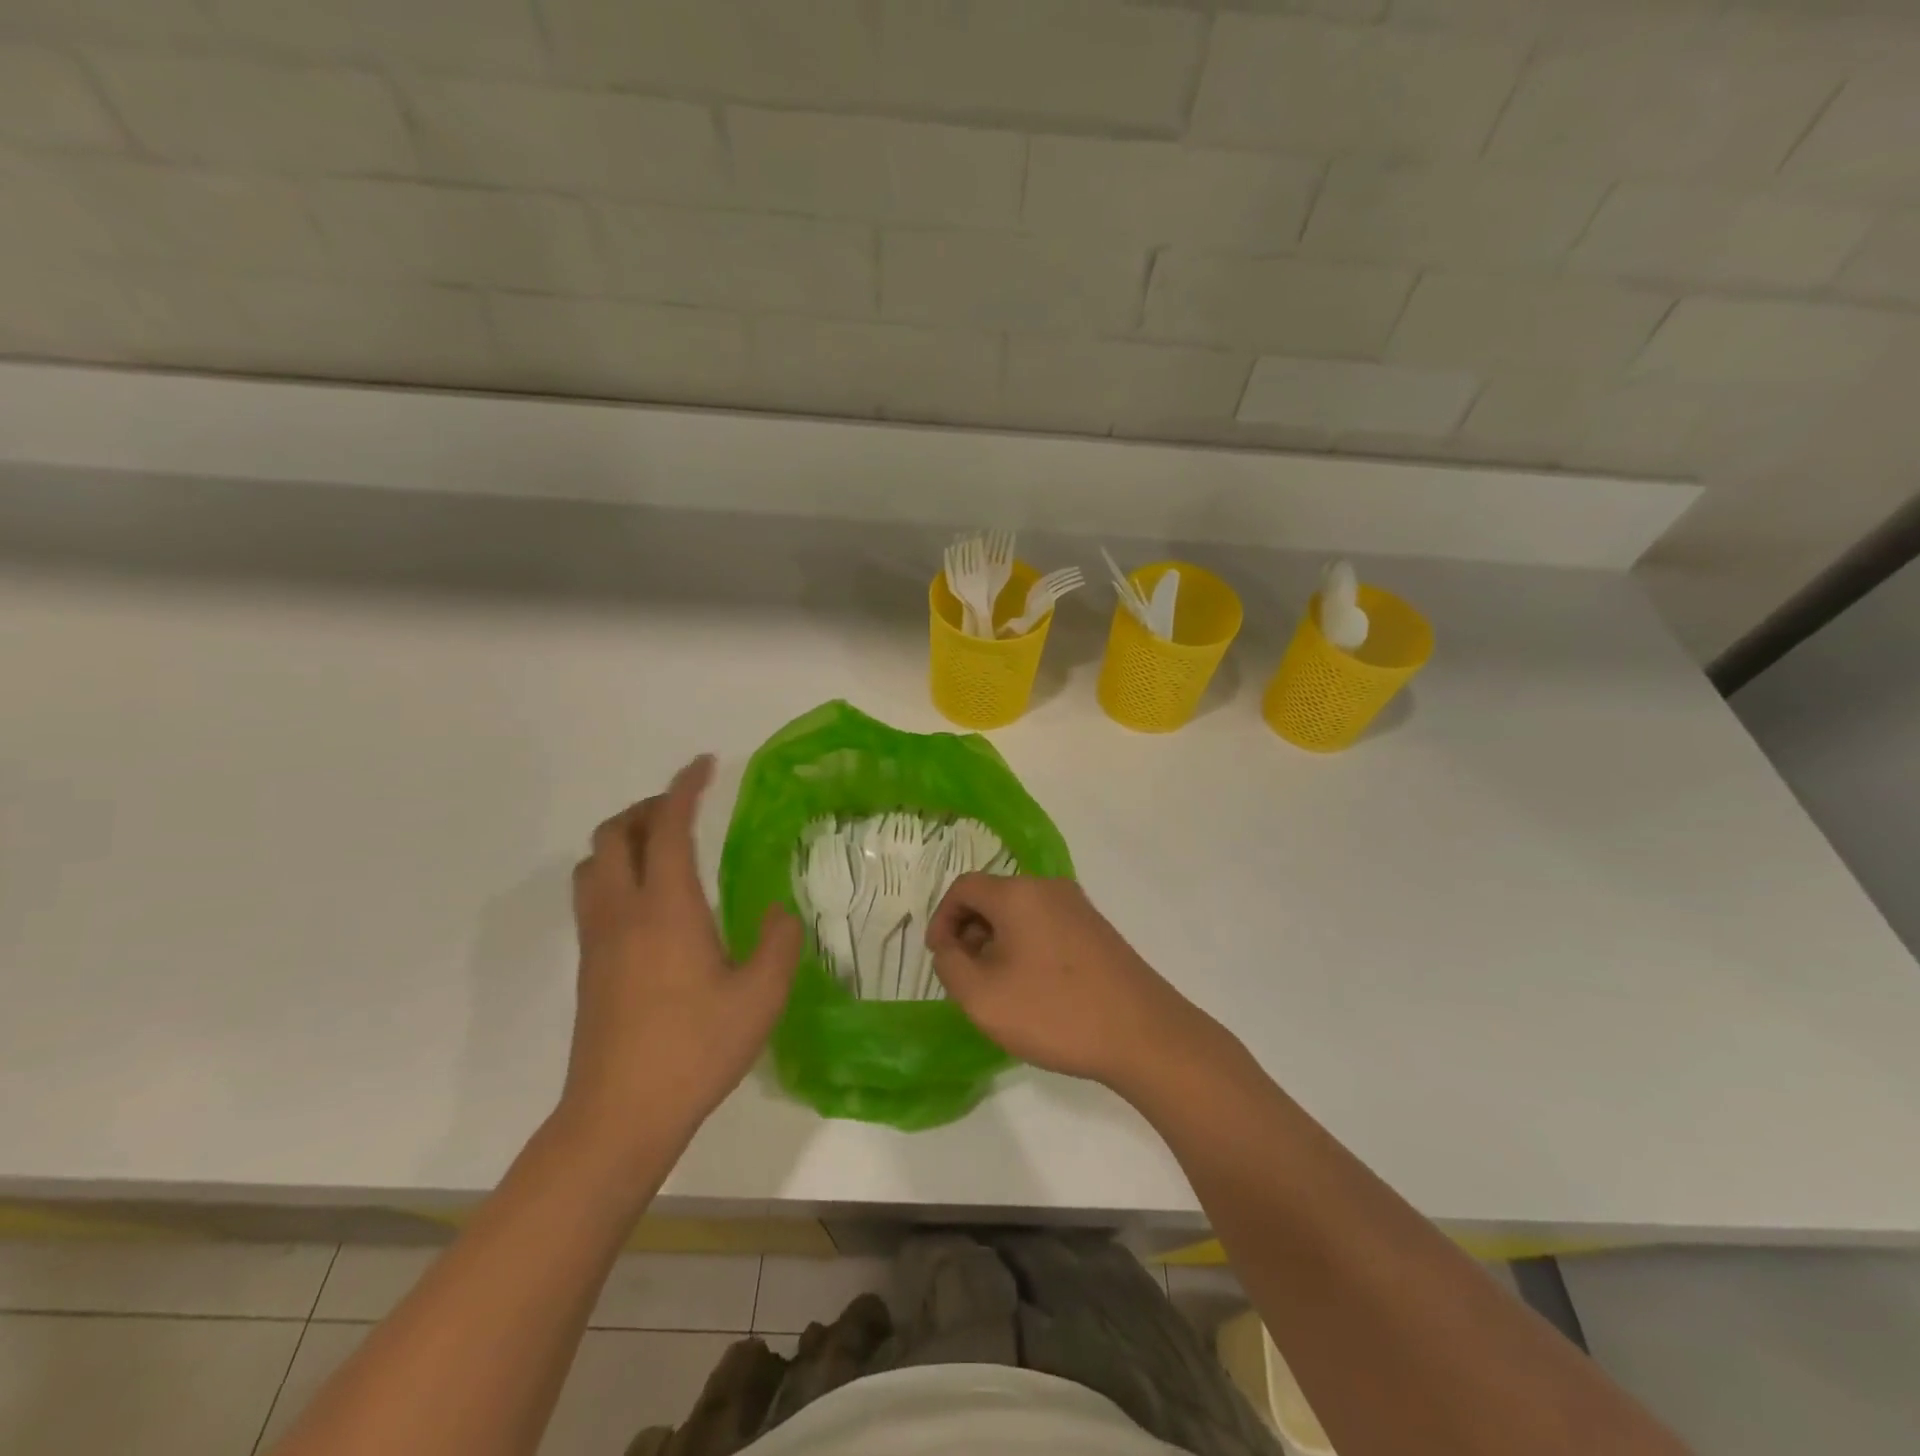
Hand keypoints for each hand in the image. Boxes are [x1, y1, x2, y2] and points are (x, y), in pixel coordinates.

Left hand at [561, 755, 801, 1152]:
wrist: (619, 1115)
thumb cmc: (696, 1049)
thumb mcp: (761, 996)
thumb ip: (778, 942)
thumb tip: (778, 912)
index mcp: (666, 907)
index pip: (669, 827)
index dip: (685, 788)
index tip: (704, 765)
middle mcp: (623, 911)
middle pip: (615, 834)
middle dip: (647, 808)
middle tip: (684, 810)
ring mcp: (598, 939)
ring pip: (594, 863)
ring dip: (624, 839)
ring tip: (661, 847)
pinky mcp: (588, 966)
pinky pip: (592, 894)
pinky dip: (615, 871)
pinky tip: (649, 901)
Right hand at [925, 874, 1220, 1096]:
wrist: (1143, 1034)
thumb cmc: (1055, 1012)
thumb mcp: (982, 997)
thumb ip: (951, 965)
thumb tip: (952, 946)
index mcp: (1018, 893)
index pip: (964, 887)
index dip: (942, 919)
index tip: (940, 957)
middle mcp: (1048, 887)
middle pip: (993, 896)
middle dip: (970, 931)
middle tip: (966, 976)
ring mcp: (1078, 907)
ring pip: (1020, 913)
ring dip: (998, 941)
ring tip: (999, 987)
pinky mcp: (1096, 929)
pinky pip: (1046, 925)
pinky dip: (1026, 946)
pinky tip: (1033, 988)